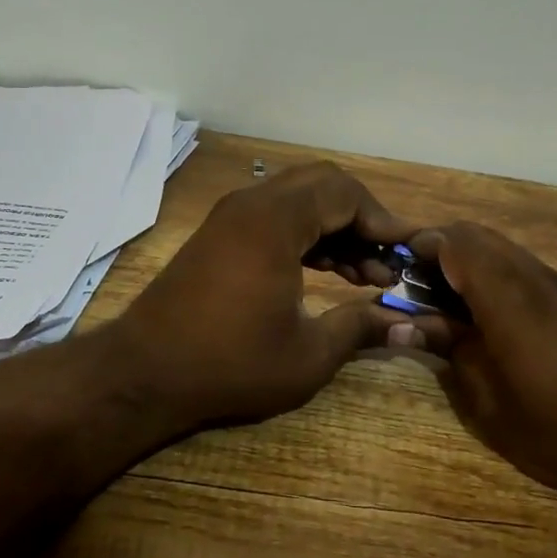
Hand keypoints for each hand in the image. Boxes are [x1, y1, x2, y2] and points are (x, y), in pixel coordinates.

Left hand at [109, 162, 414, 430]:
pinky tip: (332, 271)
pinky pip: (278, 216)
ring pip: (301, 199)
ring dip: (337, 227)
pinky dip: (309, 234)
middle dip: (364, 217)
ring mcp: (233, 215)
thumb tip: (407, 324)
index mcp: (275, 222)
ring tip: (369, 274)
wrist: (144, 372)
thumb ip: (361, 328)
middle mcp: (253, 204)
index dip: (385, 220)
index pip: (346, 194)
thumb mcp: (307, 355)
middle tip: (389, 258)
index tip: (411, 250)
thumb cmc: (230, 364)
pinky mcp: (223, 233)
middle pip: (324, 185)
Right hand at [401, 223, 556, 510]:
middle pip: (481, 236)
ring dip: (473, 258)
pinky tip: (497, 310)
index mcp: (509, 302)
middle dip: (444, 246)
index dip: (424, 245)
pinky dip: (501, 272)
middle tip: (420, 280)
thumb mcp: (493, 407)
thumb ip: (452, 352)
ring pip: (507, 249)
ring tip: (453, 296)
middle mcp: (536, 280)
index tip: (400, 265)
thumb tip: (410, 323)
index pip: (457, 245)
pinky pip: (530, 267)